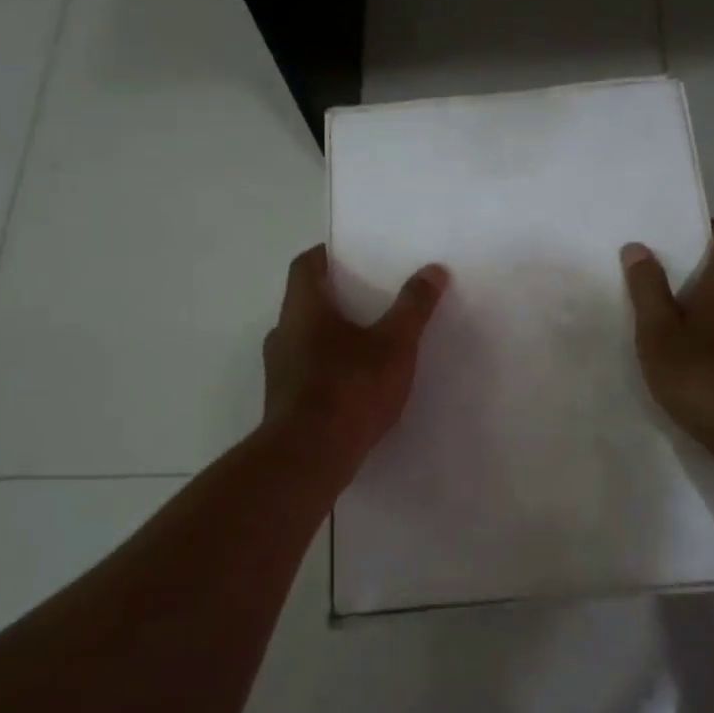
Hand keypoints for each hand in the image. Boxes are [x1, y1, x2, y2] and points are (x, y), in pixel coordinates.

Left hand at [262, 245, 449, 472]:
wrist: (309, 457)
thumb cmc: (350, 388)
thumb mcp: (394, 344)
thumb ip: (413, 306)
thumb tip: (433, 269)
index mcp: (303, 309)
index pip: (305, 265)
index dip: (327, 255)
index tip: (353, 254)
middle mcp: (283, 333)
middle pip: (306, 302)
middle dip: (338, 297)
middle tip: (373, 297)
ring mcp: (280, 371)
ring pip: (306, 339)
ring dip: (333, 335)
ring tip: (372, 341)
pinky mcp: (284, 402)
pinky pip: (309, 371)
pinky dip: (331, 367)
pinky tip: (359, 383)